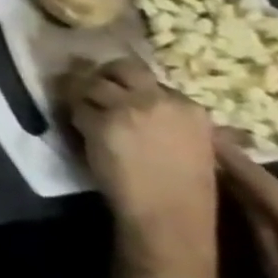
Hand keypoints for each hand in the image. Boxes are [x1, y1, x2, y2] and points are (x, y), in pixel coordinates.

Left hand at [62, 59, 217, 246]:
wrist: (169, 210)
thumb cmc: (187, 185)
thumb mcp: (201, 145)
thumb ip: (183, 120)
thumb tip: (169, 102)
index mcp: (189, 107)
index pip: (148, 77)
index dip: (128, 83)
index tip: (118, 91)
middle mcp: (157, 101)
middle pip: (120, 68)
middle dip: (102, 74)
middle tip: (91, 86)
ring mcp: (126, 109)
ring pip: (92, 84)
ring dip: (83, 94)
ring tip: (82, 108)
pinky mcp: (99, 121)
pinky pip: (77, 107)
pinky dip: (75, 115)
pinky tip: (81, 128)